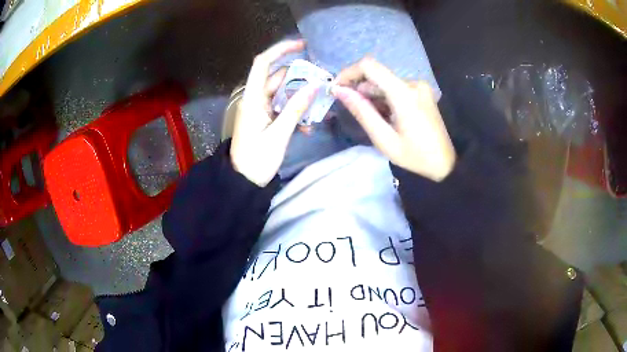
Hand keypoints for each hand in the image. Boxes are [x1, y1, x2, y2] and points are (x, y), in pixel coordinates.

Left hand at [231, 40, 318, 186]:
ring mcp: (260, 109)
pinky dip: (295, 112)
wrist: (243, 182)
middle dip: (300, 79)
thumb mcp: (279, 135)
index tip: (302, 46)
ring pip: (283, 93)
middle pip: (278, 77)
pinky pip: (282, 107)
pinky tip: (307, 127)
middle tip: (322, 84)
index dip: (280, 50)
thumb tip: (315, 86)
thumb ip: (296, 109)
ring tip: (318, 109)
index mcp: (253, 99)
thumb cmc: (257, 160)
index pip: (263, 63)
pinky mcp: (264, 119)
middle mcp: (255, 99)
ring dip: (300, 98)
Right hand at [332, 57, 455, 181]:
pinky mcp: (421, 92)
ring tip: (372, 119)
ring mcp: (419, 87)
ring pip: (385, 83)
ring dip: (372, 96)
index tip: (337, 88)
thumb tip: (339, 90)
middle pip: (377, 75)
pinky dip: (384, 98)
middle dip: (359, 89)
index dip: (349, 73)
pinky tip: (385, 116)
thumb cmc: (415, 156)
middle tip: (352, 111)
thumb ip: (361, 111)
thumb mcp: (384, 139)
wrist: (445, 163)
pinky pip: (395, 88)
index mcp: (404, 93)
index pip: (369, 66)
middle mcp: (412, 83)